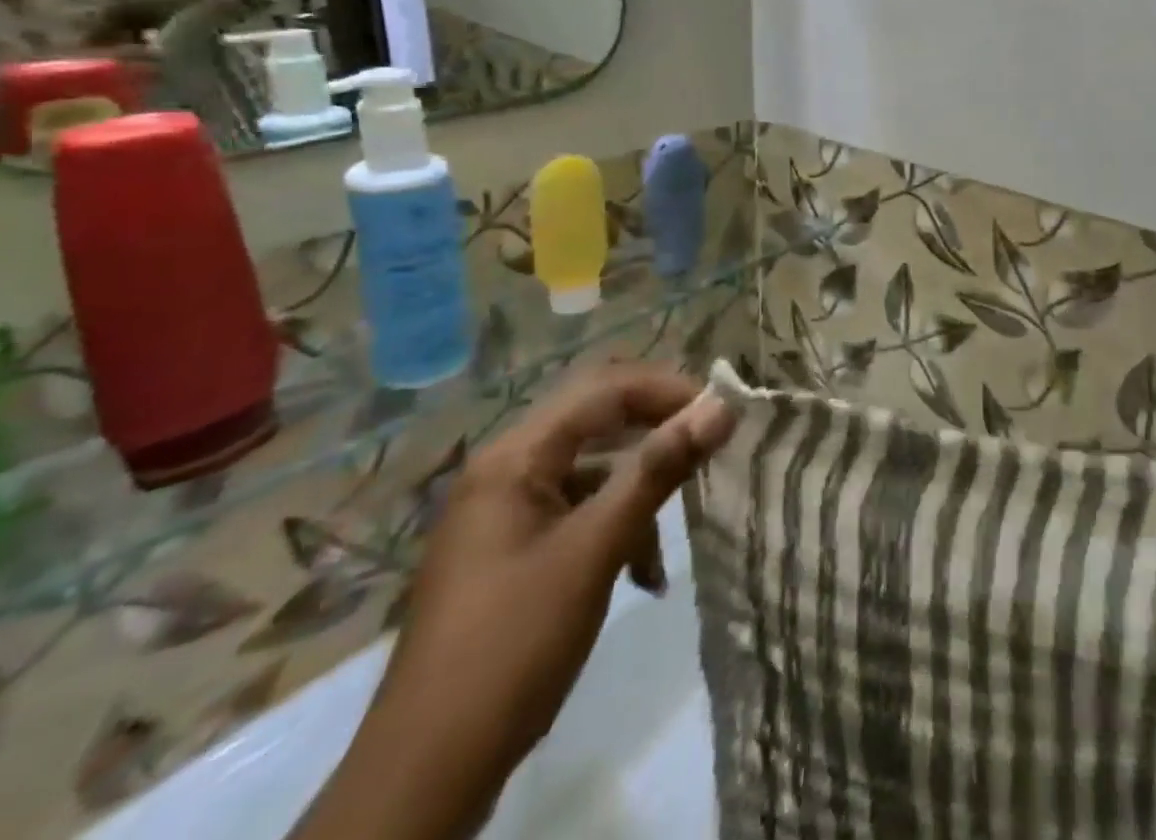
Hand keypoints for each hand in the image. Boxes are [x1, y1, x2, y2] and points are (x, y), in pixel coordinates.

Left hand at [294, 366, 736, 839]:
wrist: (426, 774)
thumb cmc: (514, 645)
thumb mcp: (596, 550)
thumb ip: (658, 470)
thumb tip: (722, 407)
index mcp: (515, 456)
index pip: (604, 388)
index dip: (667, 389)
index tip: (721, 412)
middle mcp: (507, 468)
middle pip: (597, 418)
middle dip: (658, 427)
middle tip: (710, 443)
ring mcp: (506, 509)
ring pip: (593, 465)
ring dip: (641, 483)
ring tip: (683, 514)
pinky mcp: (513, 547)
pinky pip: (579, 508)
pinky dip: (617, 523)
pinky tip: (644, 572)